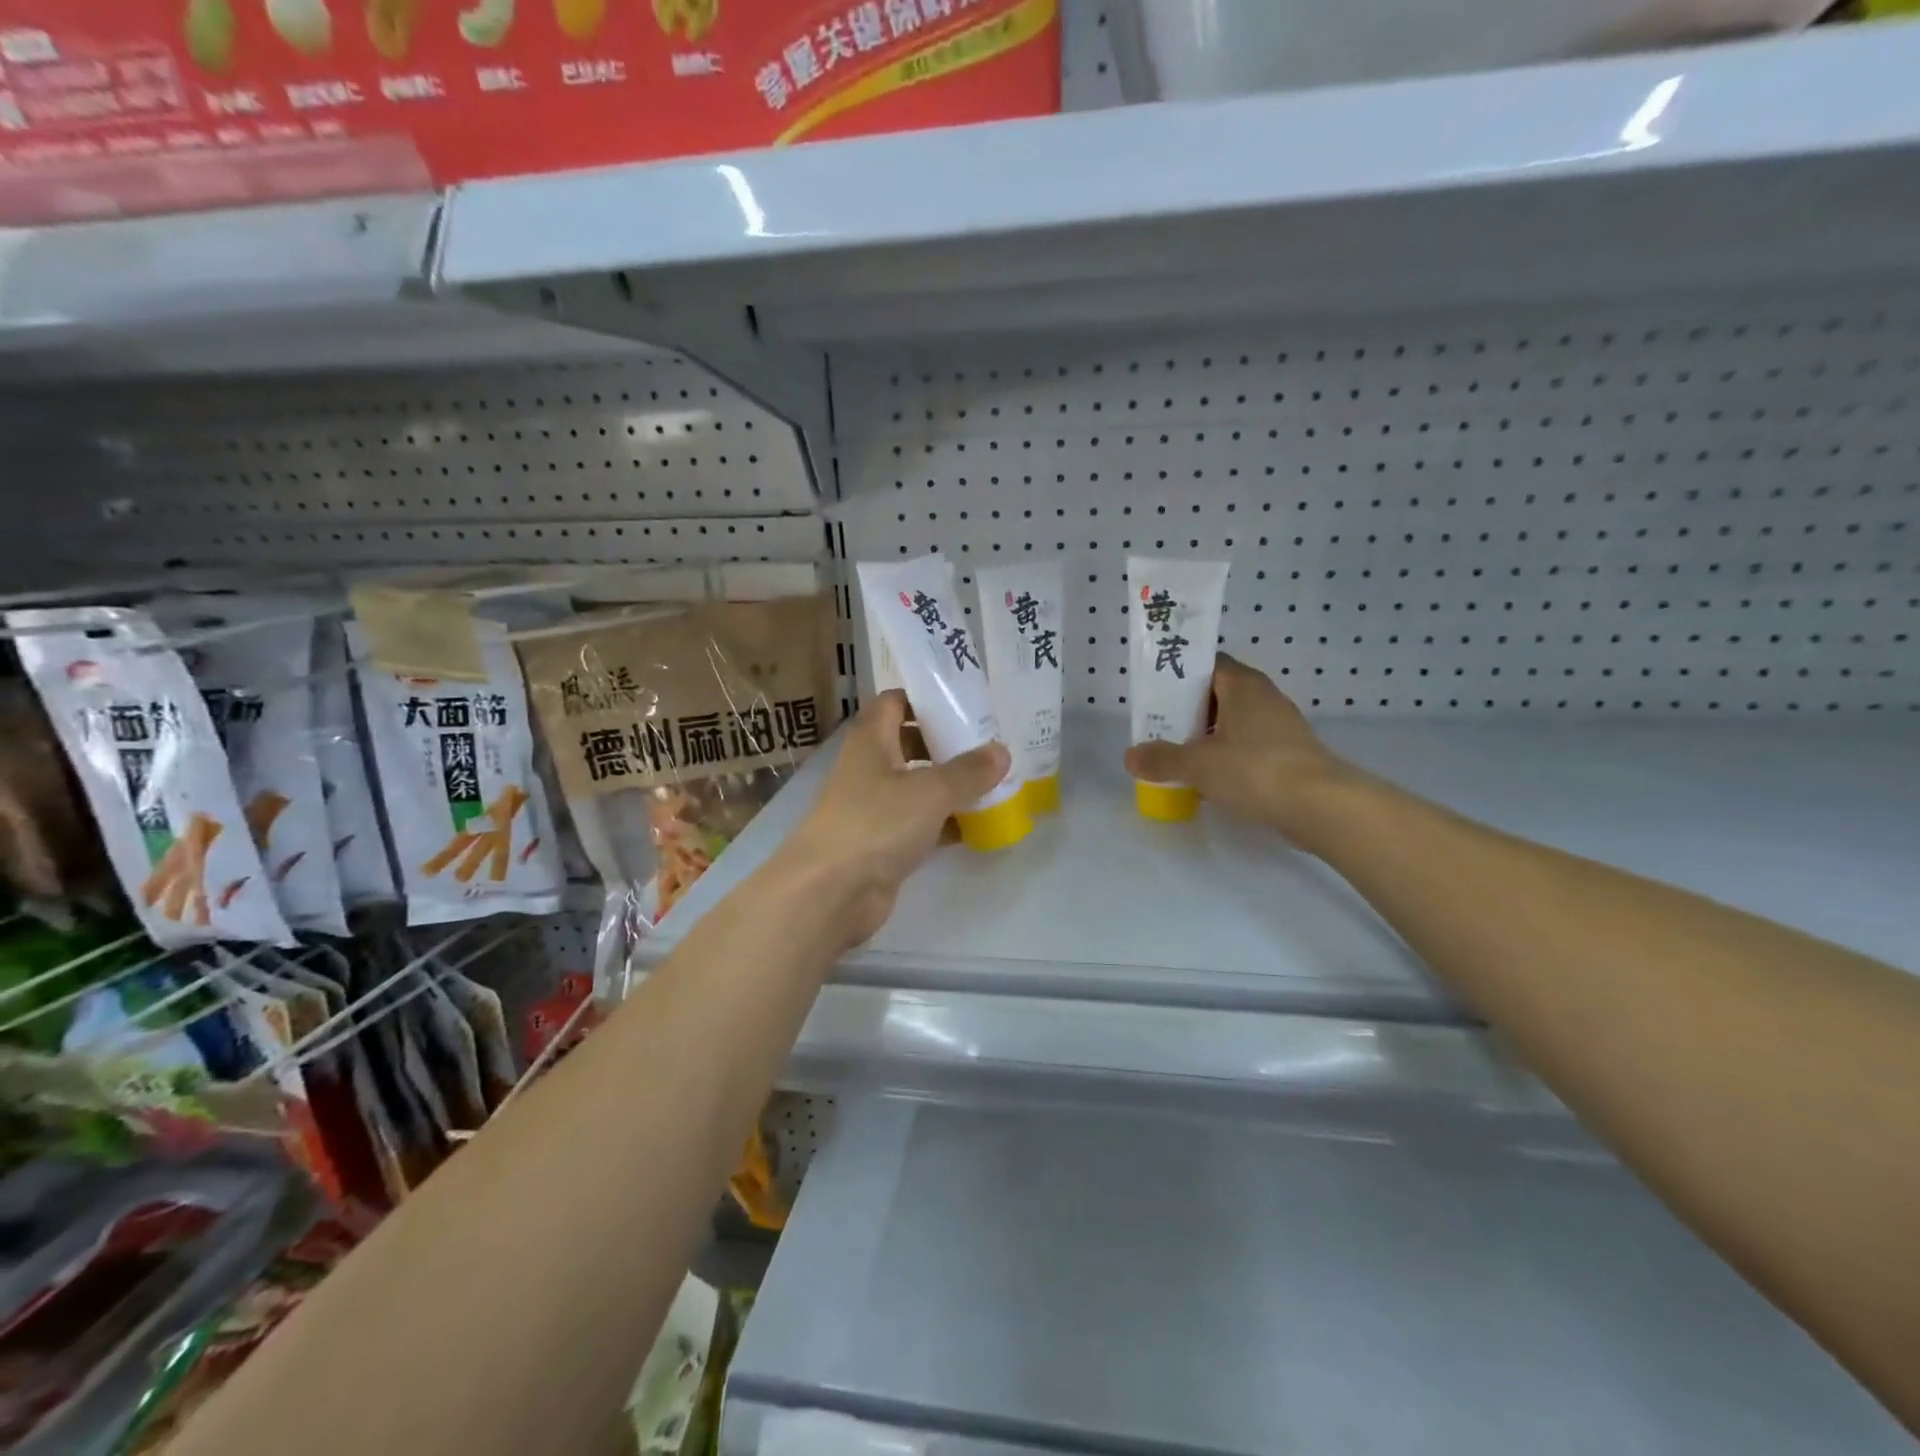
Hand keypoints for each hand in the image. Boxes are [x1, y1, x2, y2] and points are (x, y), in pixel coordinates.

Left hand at [780, 690, 1010, 948]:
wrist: (830, 891)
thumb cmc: (876, 823)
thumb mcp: (931, 791)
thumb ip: (969, 771)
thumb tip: (1001, 750)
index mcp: (872, 740)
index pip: (895, 701)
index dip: (926, 698)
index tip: (966, 702)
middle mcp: (870, 768)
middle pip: (910, 743)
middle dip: (948, 743)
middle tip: (990, 744)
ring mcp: (875, 807)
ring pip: (918, 786)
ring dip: (951, 785)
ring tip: (995, 781)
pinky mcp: (884, 843)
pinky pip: (921, 824)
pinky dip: (947, 823)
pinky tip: (980, 825)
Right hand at [1123, 654, 1360, 848]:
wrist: (1320, 806)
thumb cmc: (1254, 769)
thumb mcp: (1198, 764)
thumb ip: (1162, 758)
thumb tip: (1130, 756)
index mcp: (1242, 684)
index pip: (1206, 664)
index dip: (1179, 676)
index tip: (1155, 695)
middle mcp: (1263, 697)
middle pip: (1217, 694)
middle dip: (1188, 711)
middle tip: (1159, 728)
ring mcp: (1280, 726)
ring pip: (1233, 722)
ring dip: (1207, 736)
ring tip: (1178, 755)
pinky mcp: (1289, 754)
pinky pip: (1248, 746)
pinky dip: (1227, 756)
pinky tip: (1210, 778)